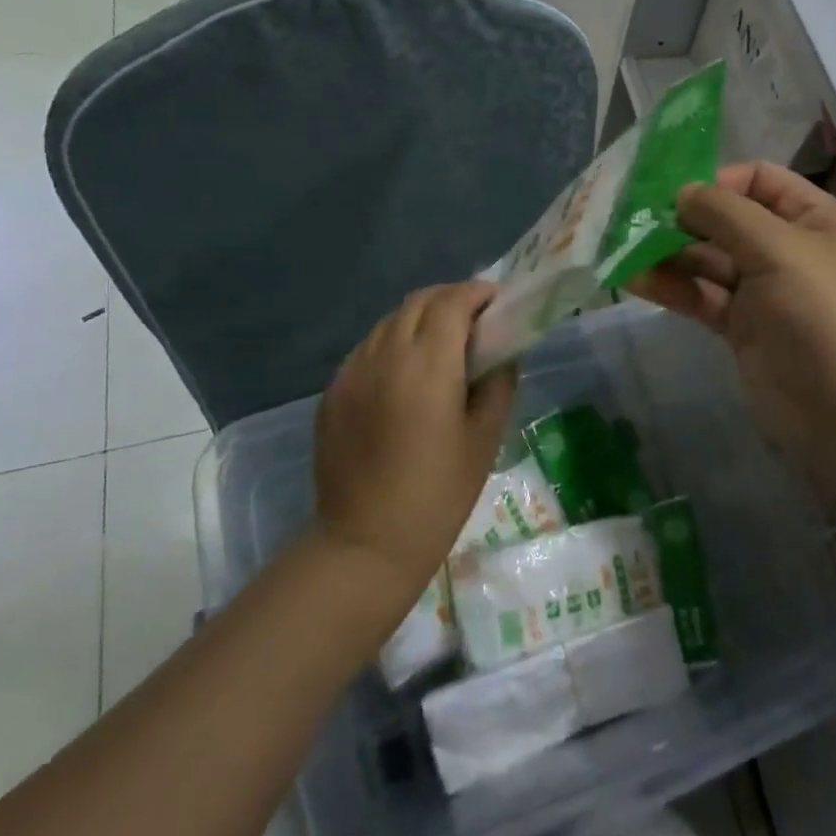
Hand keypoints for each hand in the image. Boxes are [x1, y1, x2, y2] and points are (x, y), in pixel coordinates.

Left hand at [314, 282, 518, 594]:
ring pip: (389, 321)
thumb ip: (499, 384)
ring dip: (420, 319)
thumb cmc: (438, 494)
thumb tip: (502, 353)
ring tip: (441, 344)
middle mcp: (385, 354)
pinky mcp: (333, 391)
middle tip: (474, 320)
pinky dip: (393, 343)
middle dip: (450, 299)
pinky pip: (367, 348)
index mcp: (428, 364)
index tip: (495, 301)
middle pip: (418, 302)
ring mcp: (352, 371)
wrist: (366, 542)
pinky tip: (405, 373)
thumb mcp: (484, 439)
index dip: (476, 292)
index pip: (452, 302)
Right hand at [630, 162, 835, 493]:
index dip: (716, 180)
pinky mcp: (741, 328)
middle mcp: (786, 248)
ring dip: (667, 253)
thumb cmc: (824, 316)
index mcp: (811, 218)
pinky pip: (701, 297)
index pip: (758, 180)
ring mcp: (762, 291)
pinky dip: (670, 287)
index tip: (671, 193)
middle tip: (630, 220)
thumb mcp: (780, 250)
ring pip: (707, 260)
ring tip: (621, 249)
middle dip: (681, 218)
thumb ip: (726, 214)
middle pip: (726, 219)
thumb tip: (683, 192)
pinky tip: (633, 280)